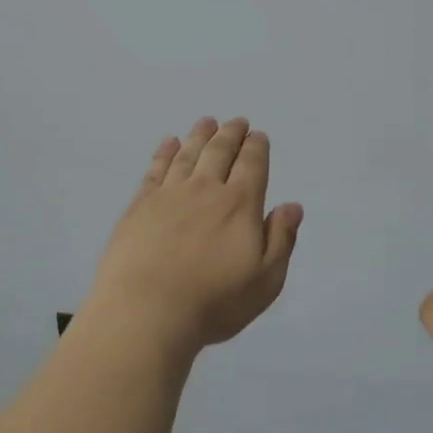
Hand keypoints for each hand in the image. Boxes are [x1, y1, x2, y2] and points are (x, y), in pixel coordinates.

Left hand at [88, 118, 303, 353]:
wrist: (147, 311)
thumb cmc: (214, 302)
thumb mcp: (265, 280)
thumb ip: (281, 239)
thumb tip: (292, 205)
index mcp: (240, 205)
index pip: (252, 165)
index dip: (257, 147)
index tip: (259, 135)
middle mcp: (205, 190)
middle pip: (219, 152)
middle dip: (231, 134)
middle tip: (236, 121)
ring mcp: (169, 195)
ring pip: (188, 154)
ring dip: (200, 136)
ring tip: (206, 122)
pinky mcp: (139, 206)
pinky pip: (155, 169)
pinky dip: (164, 152)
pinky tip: (168, 143)